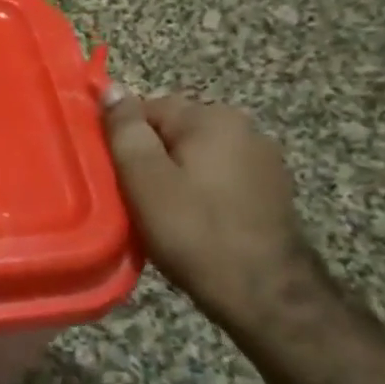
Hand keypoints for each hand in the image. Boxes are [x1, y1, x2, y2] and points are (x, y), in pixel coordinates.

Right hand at [102, 85, 327, 342]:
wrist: (265, 294)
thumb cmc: (195, 232)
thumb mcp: (144, 179)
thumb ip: (125, 130)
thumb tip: (112, 89)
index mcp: (213, 118)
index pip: (148, 107)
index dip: (123, 138)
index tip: (113, 173)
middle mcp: (245, 128)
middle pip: (175, 131)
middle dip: (151, 157)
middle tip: (133, 197)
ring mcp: (264, 160)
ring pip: (197, 156)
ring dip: (176, 176)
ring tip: (161, 213)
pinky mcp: (272, 191)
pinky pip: (220, 178)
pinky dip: (201, 193)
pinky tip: (193, 222)